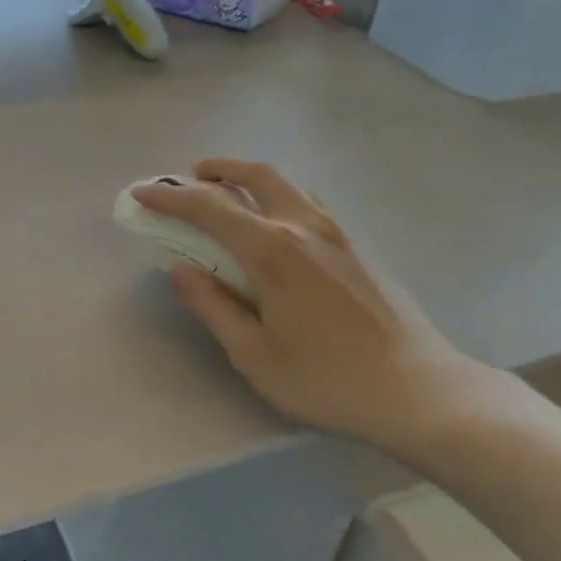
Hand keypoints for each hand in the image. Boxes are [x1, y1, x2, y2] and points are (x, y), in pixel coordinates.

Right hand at [134, 160, 488, 450]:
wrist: (419, 391)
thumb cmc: (327, 379)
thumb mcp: (254, 354)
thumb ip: (212, 306)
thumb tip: (178, 269)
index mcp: (273, 251)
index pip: (210, 209)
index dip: (170, 199)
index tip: (140, 194)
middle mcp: (305, 228)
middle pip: (256, 176)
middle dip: (217, 169)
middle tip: (190, 176)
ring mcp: (337, 234)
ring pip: (288, 185)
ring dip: (250, 178)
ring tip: (228, 191)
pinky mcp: (357, 248)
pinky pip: (308, 203)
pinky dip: (278, 196)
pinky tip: (275, 222)